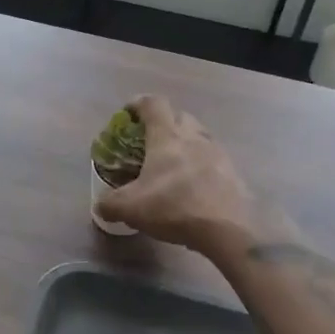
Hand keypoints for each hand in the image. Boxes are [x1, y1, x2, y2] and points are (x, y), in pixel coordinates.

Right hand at [95, 95, 266, 252]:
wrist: (228, 230)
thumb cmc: (174, 207)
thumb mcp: (130, 208)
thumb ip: (110, 203)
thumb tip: (100, 205)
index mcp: (167, 136)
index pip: (153, 104)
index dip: (138, 104)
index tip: (128, 113)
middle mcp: (194, 137)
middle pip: (180, 116)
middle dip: (165, 123)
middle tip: (151, 141)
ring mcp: (218, 153)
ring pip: (200, 137)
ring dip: (186, 144)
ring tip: (173, 165)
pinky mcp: (234, 173)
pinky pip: (214, 160)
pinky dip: (202, 166)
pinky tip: (194, 187)